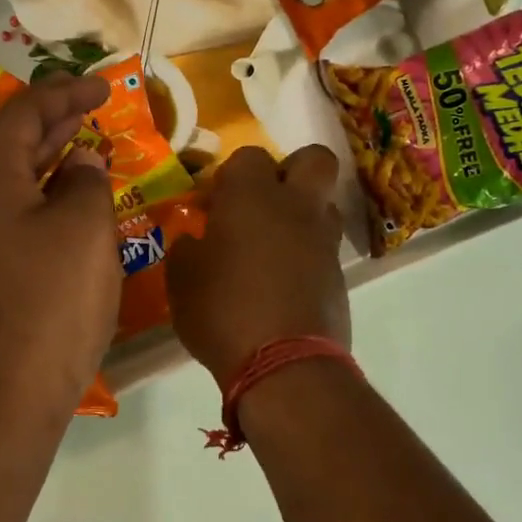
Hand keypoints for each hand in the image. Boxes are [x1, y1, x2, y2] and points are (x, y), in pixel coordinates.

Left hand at [0, 74, 119, 424]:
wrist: (13, 391)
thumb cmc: (52, 302)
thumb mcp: (83, 230)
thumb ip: (87, 183)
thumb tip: (82, 163)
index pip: (21, 116)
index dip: (61, 92)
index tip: (101, 88)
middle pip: (14, 145)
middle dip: (55, 120)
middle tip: (94, 108)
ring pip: (21, 183)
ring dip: (56, 159)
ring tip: (92, 148)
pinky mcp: (2, 276)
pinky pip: (28, 217)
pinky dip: (56, 199)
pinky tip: (83, 210)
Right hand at [165, 144, 349, 389]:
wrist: (284, 364)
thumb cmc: (221, 311)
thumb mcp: (181, 280)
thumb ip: (187, 249)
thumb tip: (194, 241)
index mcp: (252, 196)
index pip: (249, 156)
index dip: (231, 176)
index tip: (214, 205)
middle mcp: (296, 206)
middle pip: (313, 160)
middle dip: (291, 171)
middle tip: (264, 203)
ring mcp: (324, 240)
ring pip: (324, 204)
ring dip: (303, 214)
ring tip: (274, 246)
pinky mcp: (340, 275)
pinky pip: (326, 248)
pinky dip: (308, 255)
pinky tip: (284, 283)